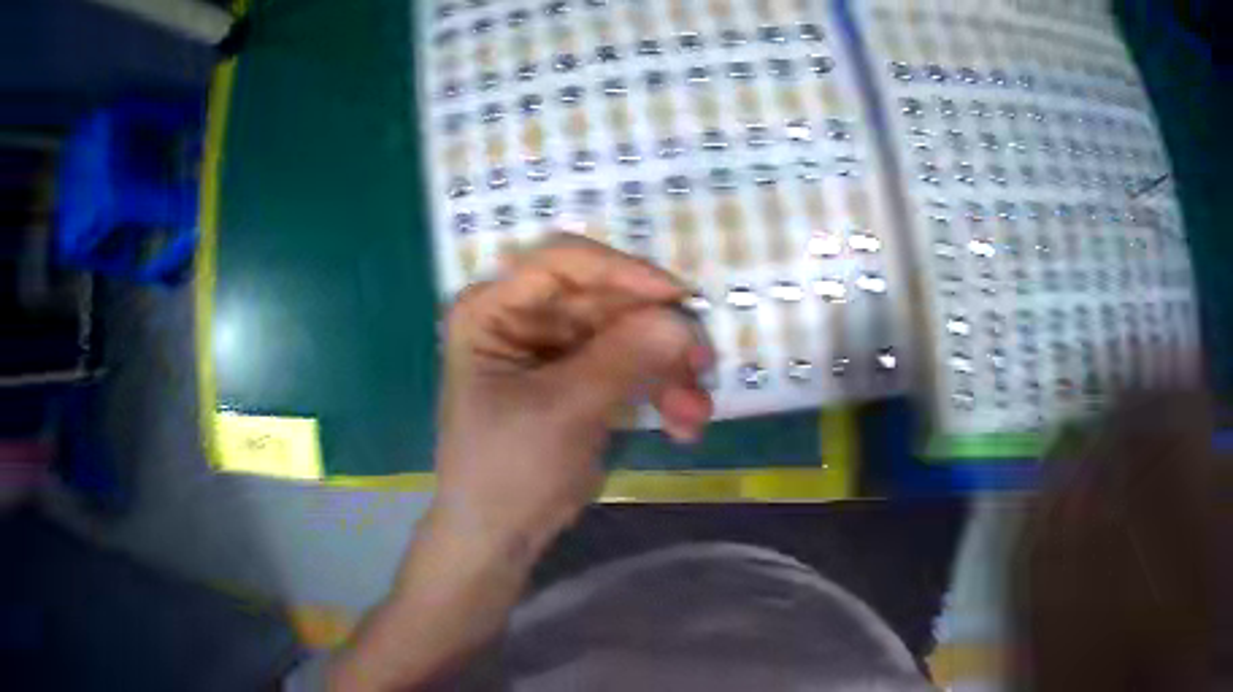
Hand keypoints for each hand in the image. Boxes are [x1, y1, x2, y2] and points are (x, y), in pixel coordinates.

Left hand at [434, 235, 713, 547]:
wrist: (499, 536)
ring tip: (693, 414)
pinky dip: (661, 390)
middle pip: (605, 299)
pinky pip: (632, 366)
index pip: (560, 262)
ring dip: (667, 369)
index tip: (677, 297)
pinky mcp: (582, 379)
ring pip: (629, 333)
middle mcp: (523, 317)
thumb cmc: (507, 471)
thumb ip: (623, 359)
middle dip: (657, 333)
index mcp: (492, 309)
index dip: (621, 271)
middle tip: (702, 364)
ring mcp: (556, 348)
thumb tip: (684, 319)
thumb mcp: (562, 411)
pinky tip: (681, 425)